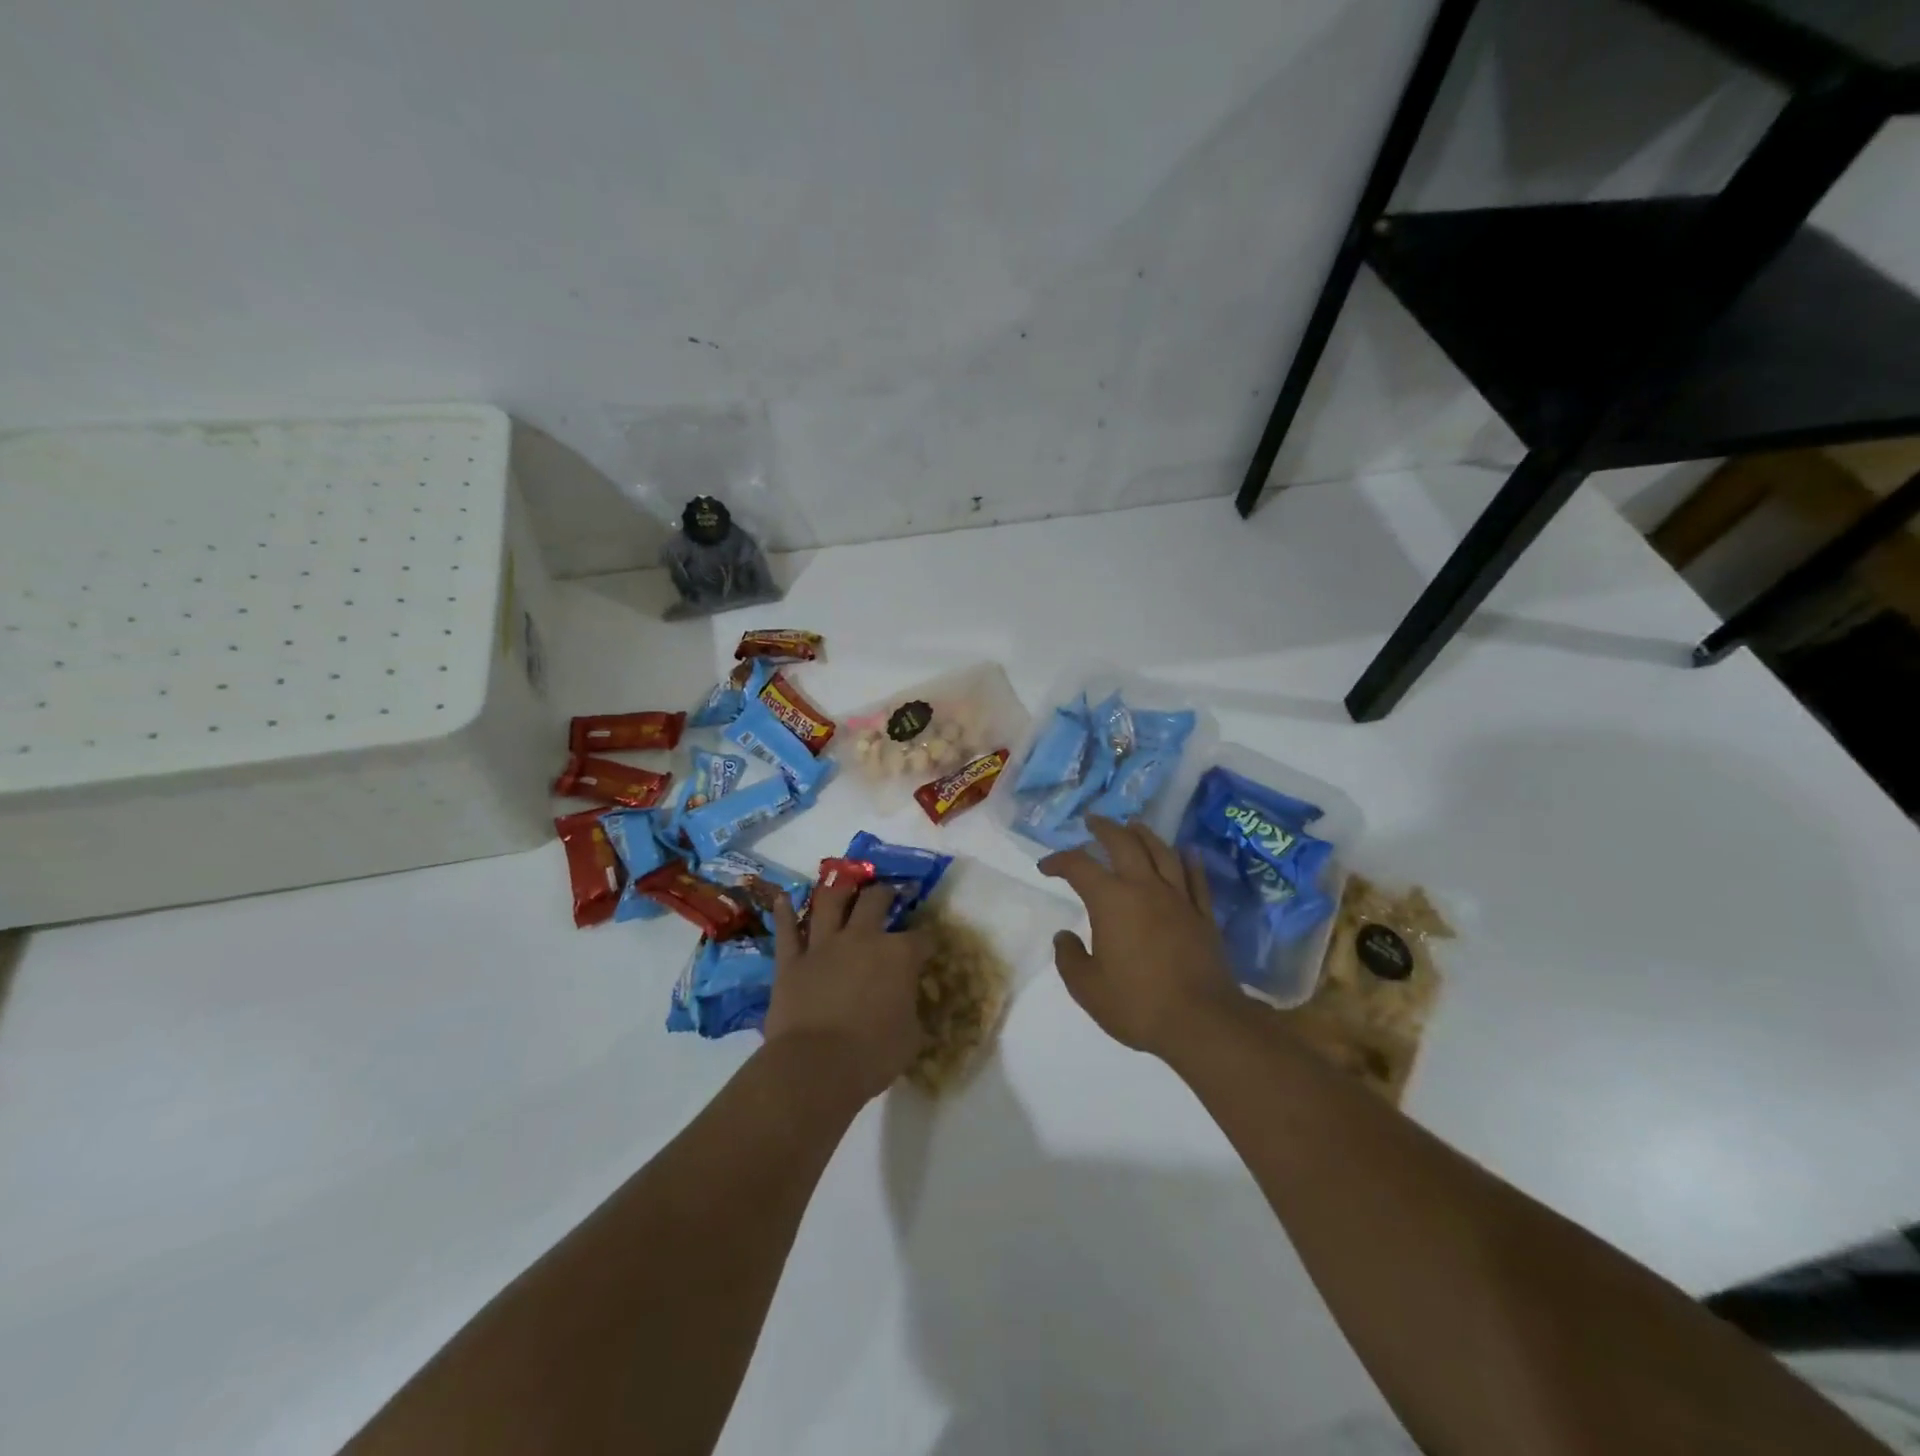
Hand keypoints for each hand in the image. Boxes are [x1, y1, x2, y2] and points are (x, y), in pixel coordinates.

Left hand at [764, 883, 930, 1102]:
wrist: (815, 1066)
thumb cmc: (873, 1055)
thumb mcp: (911, 1036)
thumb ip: (909, 1009)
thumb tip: (906, 1002)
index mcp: (899, 955)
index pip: (921, 938)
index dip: (927, 941)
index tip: (928, 946)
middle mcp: (862, 938)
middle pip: (875, 901)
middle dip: (885, 894)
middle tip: (887, 893)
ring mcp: (823, 946)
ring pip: (830, 903)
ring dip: (838, 889)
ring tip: (844, 881)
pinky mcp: (791, 961)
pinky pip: (786, 931)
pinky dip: (783, 914)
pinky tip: (782, 898)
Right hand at [1041, 817, 1241, 1059]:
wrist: (1202, 1022)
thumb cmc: (1137, 1004)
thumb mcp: (1088, 989)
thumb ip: (1070, 958)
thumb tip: (1065, 936)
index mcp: (1111, 901)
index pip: (1079, 866)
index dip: (1059, 861)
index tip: (1046, 867)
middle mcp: (1145, 888)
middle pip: (1124, 843)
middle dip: (1105, 828)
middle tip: (1092, 821)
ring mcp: (1179, 898)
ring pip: (1161, 852)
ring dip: (1144, 834)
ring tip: (1134, 826)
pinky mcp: (1203, 915)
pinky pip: (1196, 878)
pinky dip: (1189, 860)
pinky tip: (1186, 851)